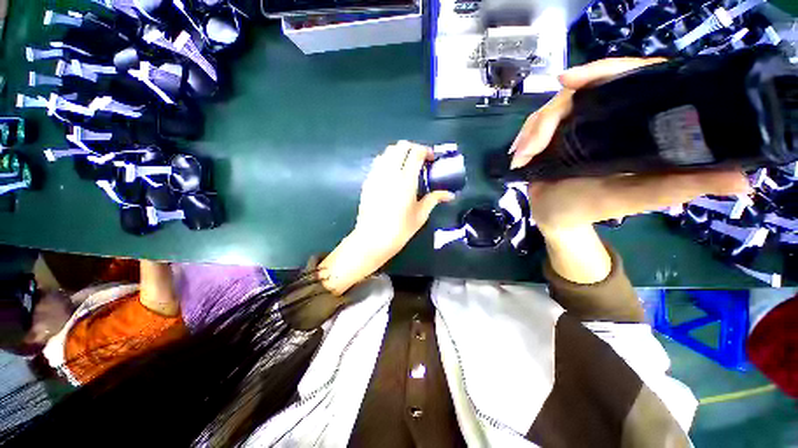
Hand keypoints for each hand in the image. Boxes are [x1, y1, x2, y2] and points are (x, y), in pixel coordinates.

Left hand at [320, 141, 453, 293]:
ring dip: (399, 153)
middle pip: (400, 146)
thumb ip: (434, 199)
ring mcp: (376, 176)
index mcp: (406, 181)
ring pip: (387, 152)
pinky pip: (378, 162)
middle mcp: (390, 173)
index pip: (415, 152)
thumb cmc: (399, 230)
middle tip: (420, 160)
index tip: (431, 159)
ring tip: (406, 165)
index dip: (425, 151)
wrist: (372, 240)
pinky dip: (387, 161)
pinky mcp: (367, 181)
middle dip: (412, 148)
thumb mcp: (420, 215)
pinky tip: (392, 174)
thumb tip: (450, 194)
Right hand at [509, 58, 749, 235]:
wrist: (556, 216)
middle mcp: (607, 116)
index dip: (603, 70)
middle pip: (580, 92)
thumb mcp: (636, 199)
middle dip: (550, 116)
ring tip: (521, 157)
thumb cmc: (593, 209)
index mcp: (635, 123)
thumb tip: (744, 178)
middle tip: (531, 146)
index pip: (631, 77)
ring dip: (531, 132)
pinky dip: (524, 138)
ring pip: (552, 110)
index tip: (569, 81)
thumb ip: (680, 187)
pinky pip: (536, 125)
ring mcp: (577, 124)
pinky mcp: (554, 135)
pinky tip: (517, 154)